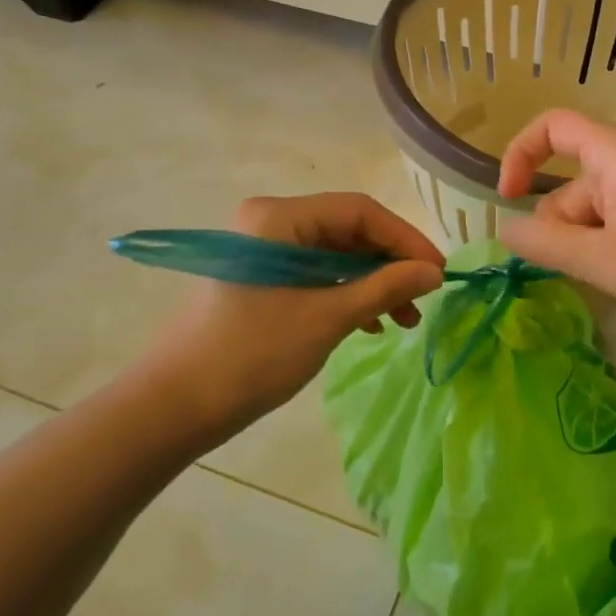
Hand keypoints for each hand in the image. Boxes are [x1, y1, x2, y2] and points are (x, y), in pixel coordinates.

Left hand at [150, 193, 444, 430]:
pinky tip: (370, 324)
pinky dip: (348, 295)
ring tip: (404, 322)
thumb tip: (434, 271)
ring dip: (373, 284)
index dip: (405, 239)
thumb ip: (384, 288)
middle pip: (348, 231)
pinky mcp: (263, 278)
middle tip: (423, 300)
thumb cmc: (253, 354)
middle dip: (390, 265)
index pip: (359, 211)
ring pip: (336, 256)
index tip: (439, 273)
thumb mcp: (327, 317)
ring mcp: (265, 250)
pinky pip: (317, 275)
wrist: (177, 405)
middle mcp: (271, 222)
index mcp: (279, 217)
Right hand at [496, 109, 615, 318]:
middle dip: (561, 228)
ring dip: (589, 246)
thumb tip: (504, 228)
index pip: (551, 126)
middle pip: (569, 185)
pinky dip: (611, 249)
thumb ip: (545, 243)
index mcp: (613, 153)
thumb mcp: (604, 259)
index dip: (519, 154)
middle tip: (586, 269)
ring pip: (594, 212)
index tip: (509, 199)